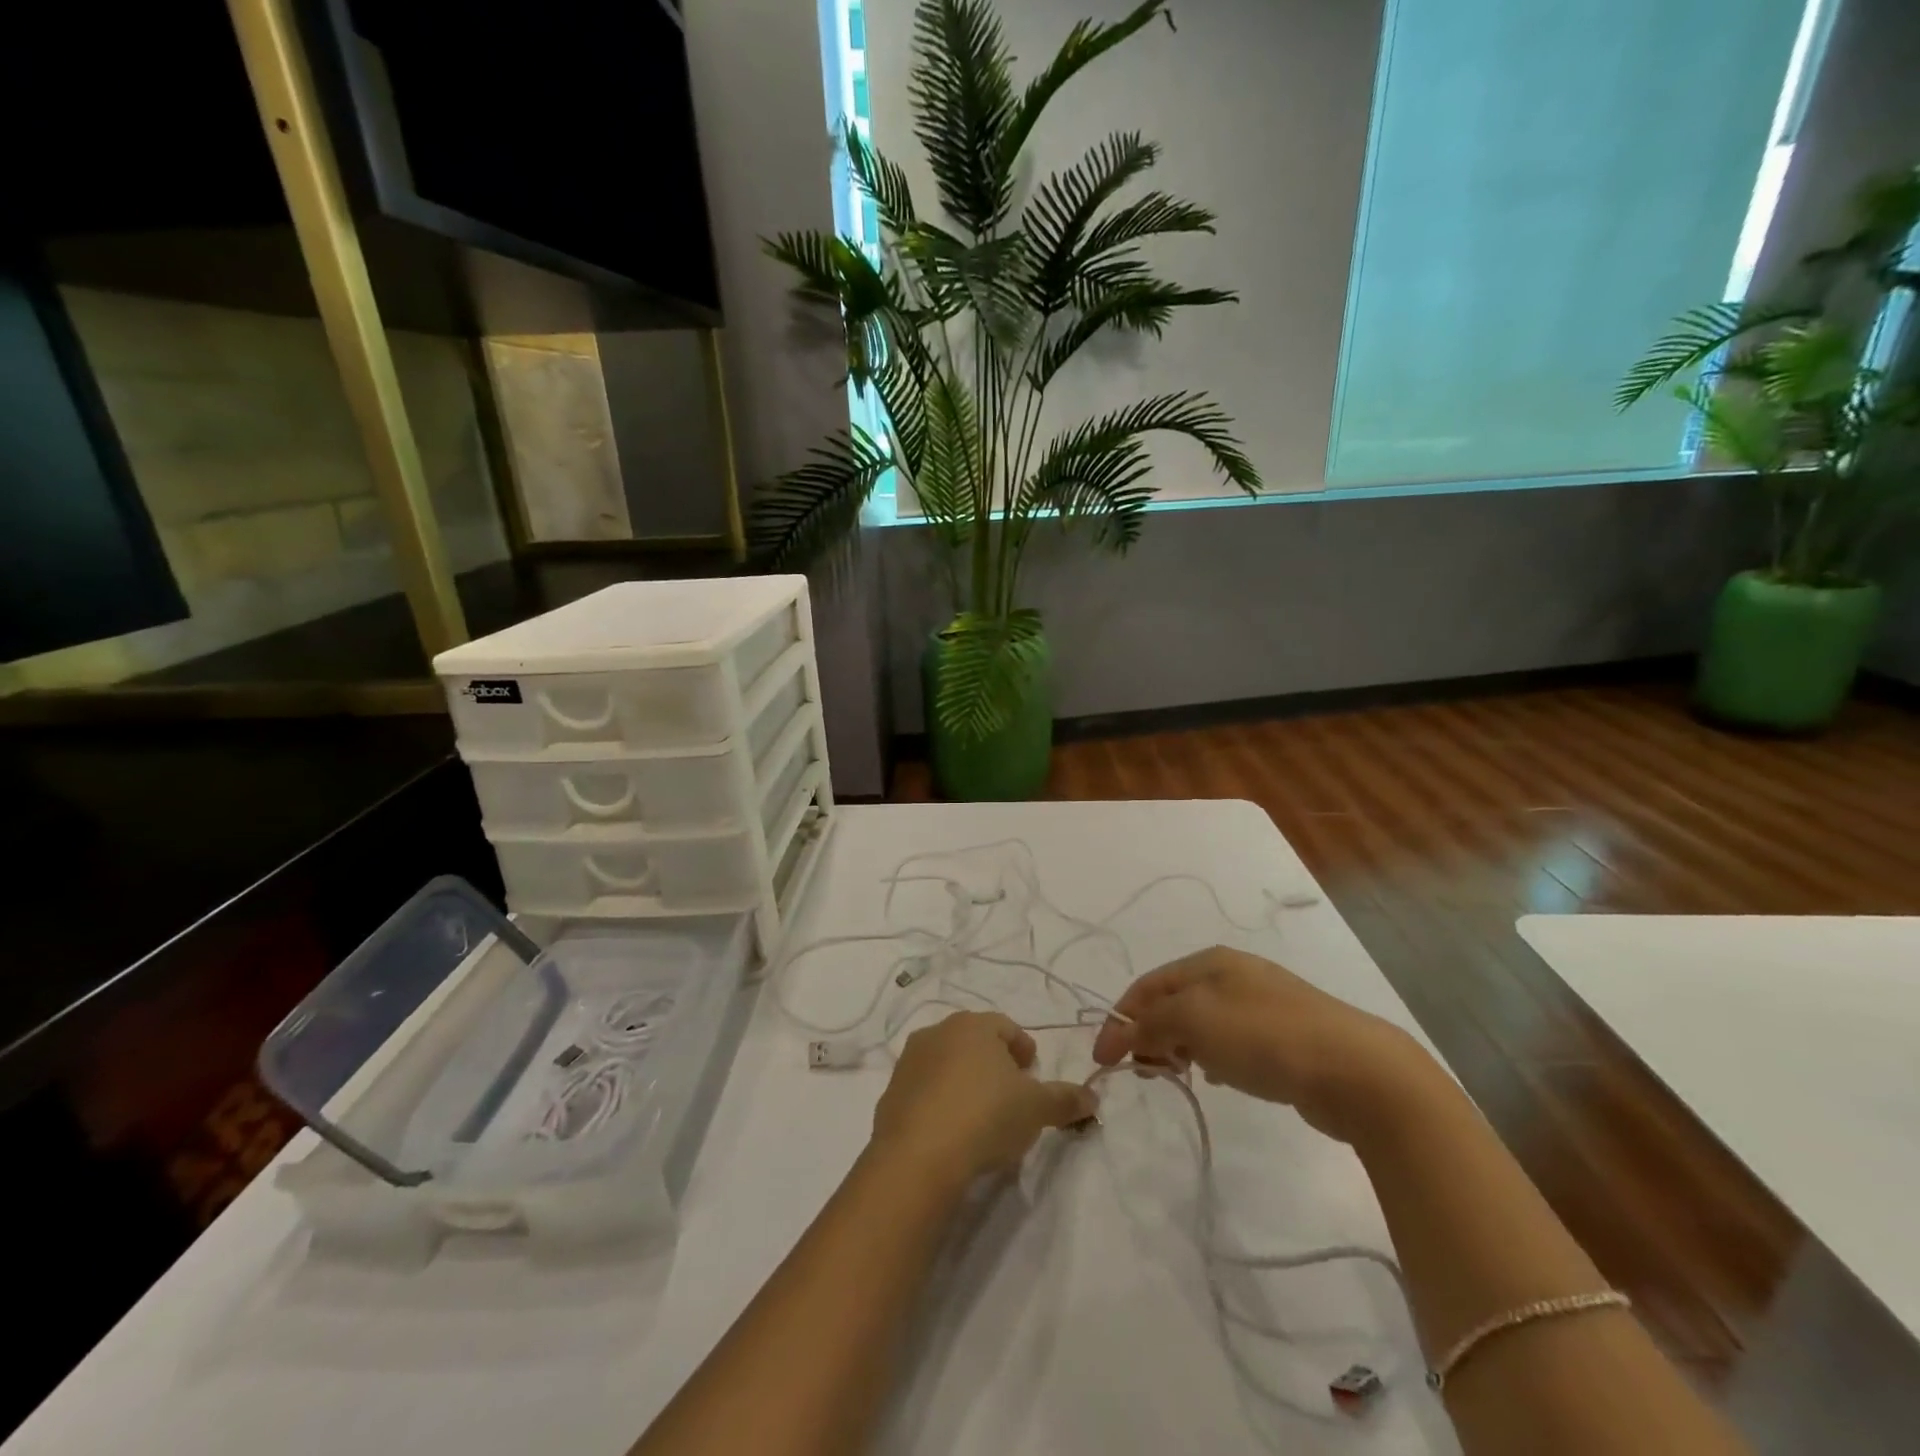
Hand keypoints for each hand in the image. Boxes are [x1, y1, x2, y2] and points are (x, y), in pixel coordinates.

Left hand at [870, 1012, 1096, 1182]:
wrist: (918, 1157)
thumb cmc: (986, 1116)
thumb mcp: (1037, 1109)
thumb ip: (1066, 1099)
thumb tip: (1092, 1096)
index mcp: (974, 1025)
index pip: (1006, 1027)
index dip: (1023, 1050)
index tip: (1033, 1075)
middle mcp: (938, 1032)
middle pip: (974, 1042)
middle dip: (994, 1064)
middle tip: (1011, 1095)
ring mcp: (909, 1062)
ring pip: (946, 1064)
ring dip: (964, 1082)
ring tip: (981, 1117)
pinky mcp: (890, 1094)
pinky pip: (924, 1092)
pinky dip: (939, 1104)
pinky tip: (952, 1133)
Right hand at [1091, 946, 1434, 1143]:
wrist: (1356, 1070)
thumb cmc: (1264, 1036)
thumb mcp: (1194, 1021)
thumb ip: (1150, 1024)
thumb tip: (1123, 1035)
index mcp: (1209, 961)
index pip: (1148, 985)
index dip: (1120, 1019)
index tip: (1102, 1059)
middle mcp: (1233, 975)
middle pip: (1173, 1001)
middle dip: (1148, 1033)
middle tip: (1141, 1071)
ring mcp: (1262, 1004)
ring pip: (1200, 1022)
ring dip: (1177, 1046)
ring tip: (1174, 1075)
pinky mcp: (1284, 1037)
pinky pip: (1229, 1041)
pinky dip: (1210, 1056)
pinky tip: (1216, 1078)